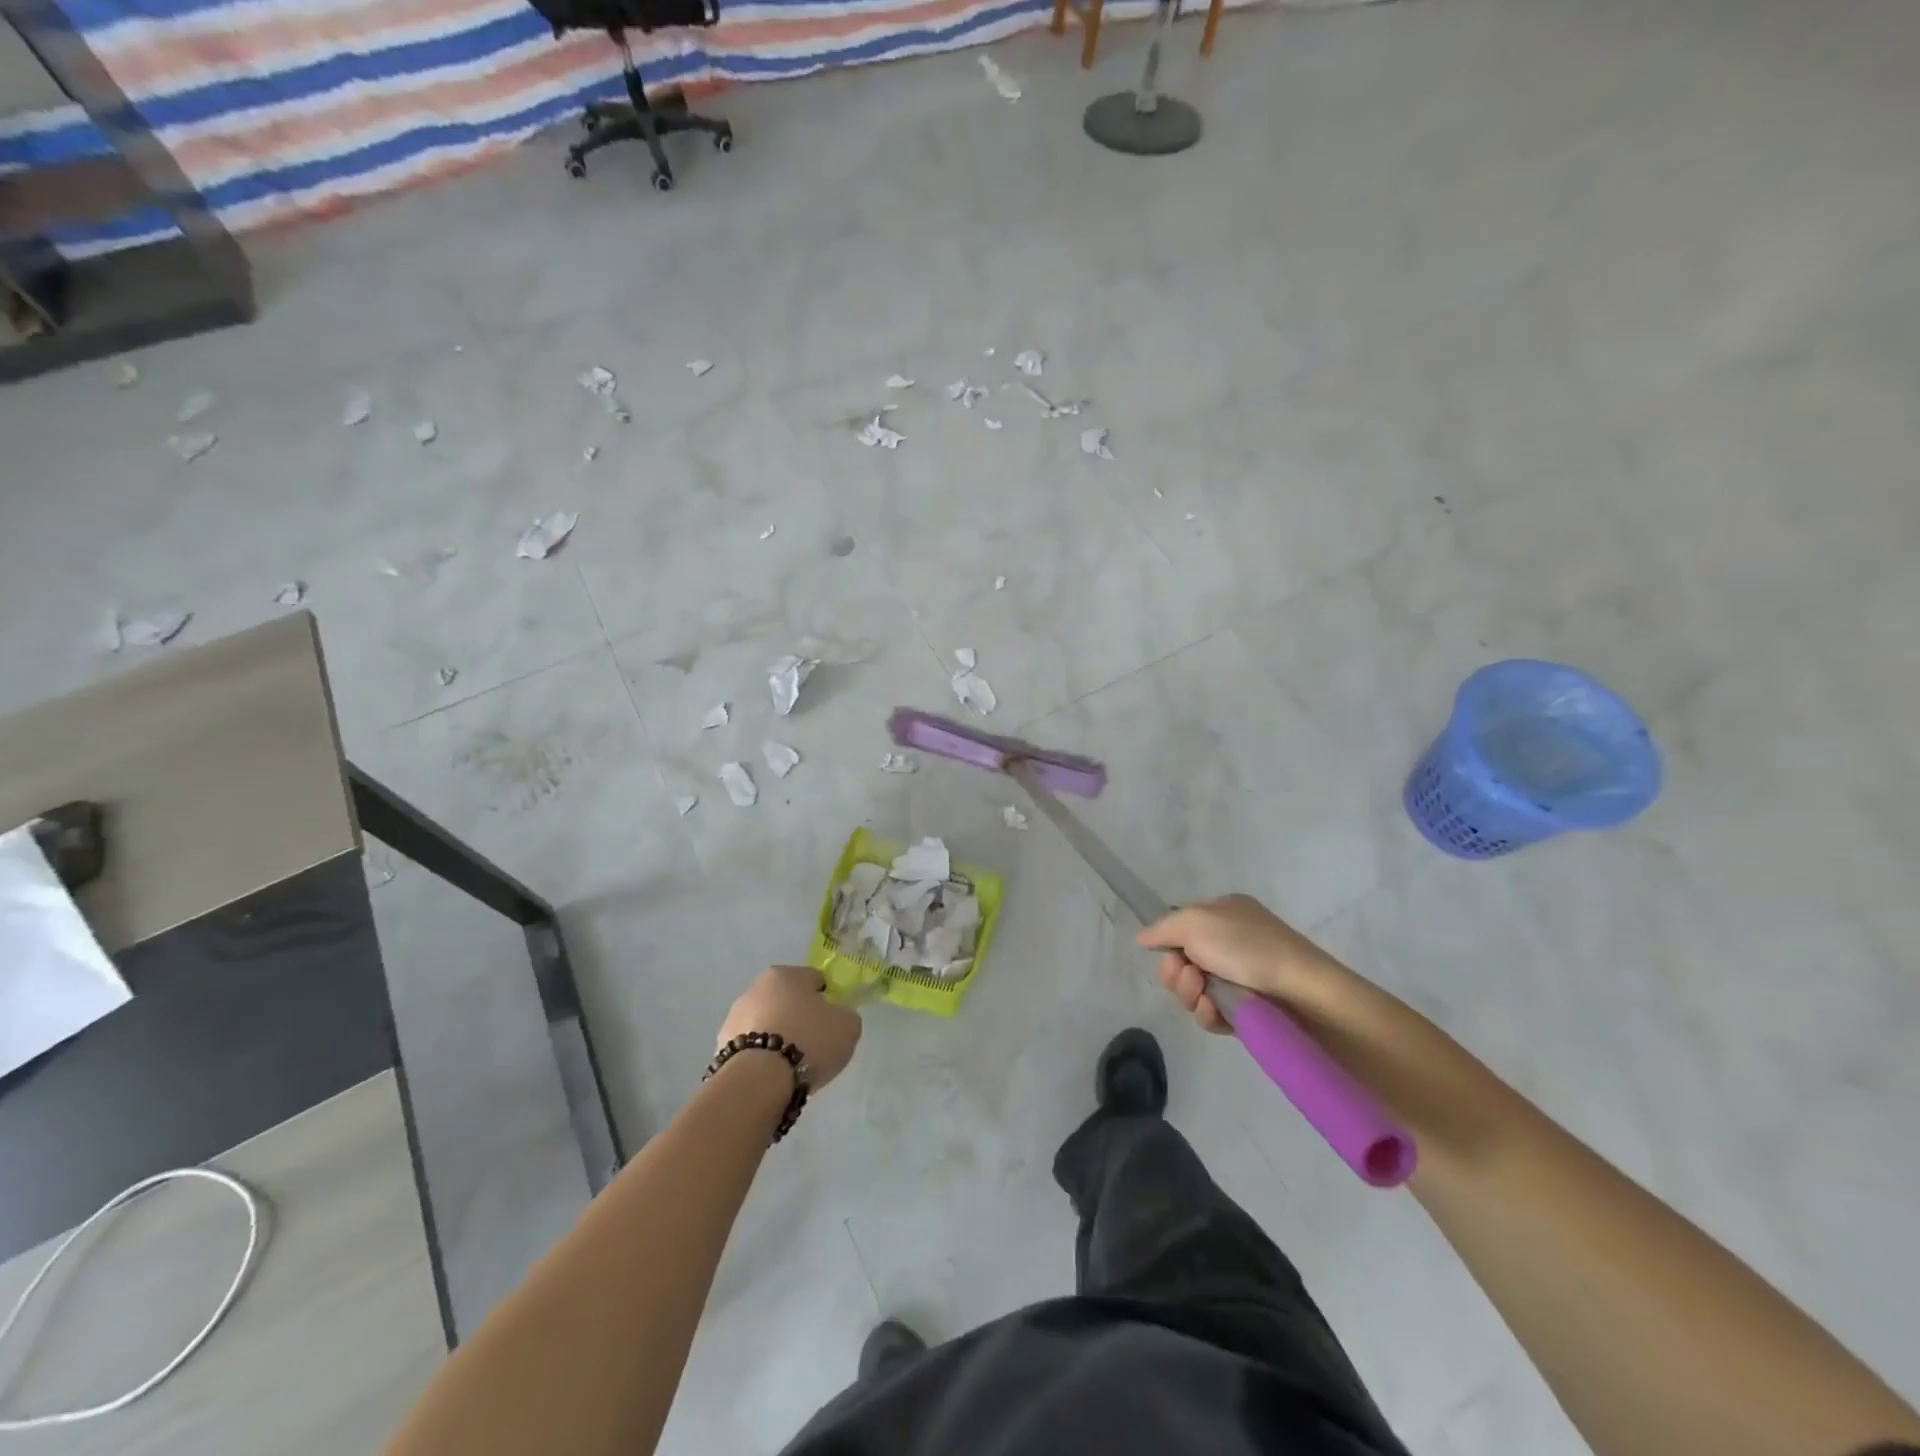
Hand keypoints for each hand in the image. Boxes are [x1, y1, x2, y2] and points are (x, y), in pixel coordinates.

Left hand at [717, 965, 861, 1090]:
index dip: (827, 1000)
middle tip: (813, 1045)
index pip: (813, 980)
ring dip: (777, 1038)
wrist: (759, 1082)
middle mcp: (755, 989)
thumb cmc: (808, 1041)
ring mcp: (733, 1019)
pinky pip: (751, 1050)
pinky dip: (761, 1059)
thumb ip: (844, 1015)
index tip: (832, 1023)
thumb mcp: (848, 1026)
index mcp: (785, 974)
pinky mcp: (720, 1049)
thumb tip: (836, 1018)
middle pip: (786, 1001)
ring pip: (765, 1025)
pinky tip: (772, 1077)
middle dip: (798, 1018)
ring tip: (791, 1067)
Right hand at [1137, 894, 1354, 1034]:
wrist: (1304, 995)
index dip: (1169, 941)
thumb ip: (1164, 927)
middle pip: (1182, 960)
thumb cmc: (1249, 947)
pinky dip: (1207, 1013)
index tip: (1166, 950)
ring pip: (1193, 990)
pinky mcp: (1247, 1012)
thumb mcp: (1197, 921)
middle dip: (1176, 971)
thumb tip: (1143, 936)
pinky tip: (1214, 1011)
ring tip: (1203, 994)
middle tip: (1187, 975)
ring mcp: (1240, 979)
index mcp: (1225, 914)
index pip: (1182, 926)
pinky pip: (1211, 1013)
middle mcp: (1232, 943)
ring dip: (1189, 993)